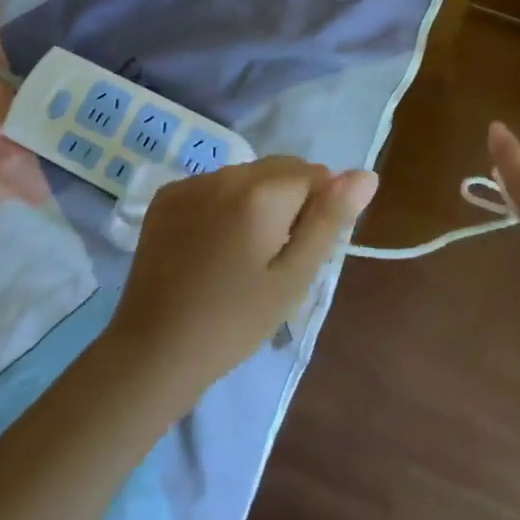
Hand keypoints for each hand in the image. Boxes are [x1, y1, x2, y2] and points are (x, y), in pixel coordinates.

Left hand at [108, 157, 378, 404]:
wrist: (154, 352)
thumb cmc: (235, 322)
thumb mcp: (294, 277)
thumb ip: (330, 220)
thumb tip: (365, 174)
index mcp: (261, 193)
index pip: (315, 174)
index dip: (319, 208)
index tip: (302, 248)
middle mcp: (224, 174)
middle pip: (279, 168)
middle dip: (290, 198)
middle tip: (277, 253)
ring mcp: (190, 183)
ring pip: (246, 174)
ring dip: (258, 198)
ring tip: (244, 251)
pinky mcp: (166, 197)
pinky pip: (213, 185)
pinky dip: (224, 203)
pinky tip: (214, 244)